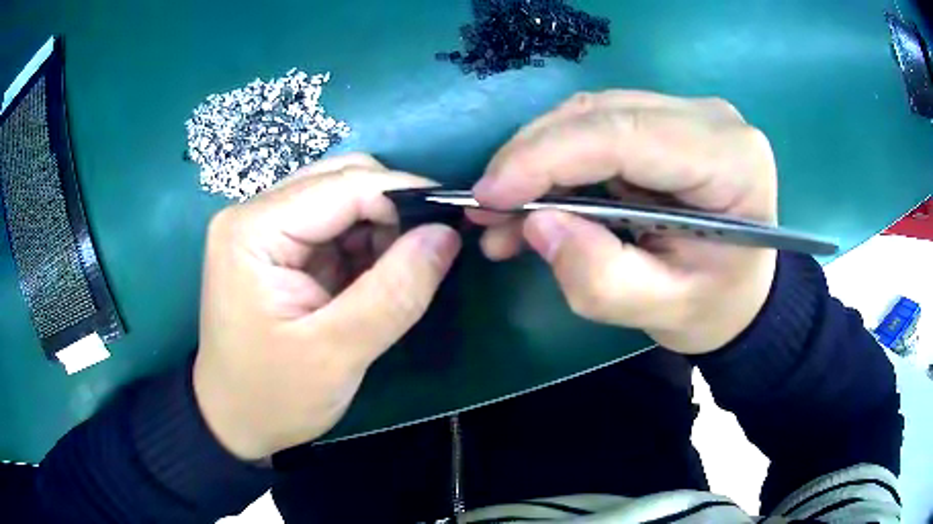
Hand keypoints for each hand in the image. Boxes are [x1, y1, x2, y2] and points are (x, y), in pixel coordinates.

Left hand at [194, 154, 461, 459]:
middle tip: (428, 252)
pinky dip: (365, 244)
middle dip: (393, 209)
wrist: (234, 420)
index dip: (404, 197)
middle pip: (341, 181)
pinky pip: (333, 226)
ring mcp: (264, 228)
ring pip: (341, 199)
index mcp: (253, 229)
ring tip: (401, 272)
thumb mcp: (337, 354)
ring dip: (381, 228)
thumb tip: (447, 235)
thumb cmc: (273, 396)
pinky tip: (376, 277)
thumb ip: (395, 292)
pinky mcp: (277, 248)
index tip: (453, 223)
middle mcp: (254, 214)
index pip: (343, 185)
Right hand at [469, 91, 777, 354]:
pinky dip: (557, 160)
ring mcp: (688, 114)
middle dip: (532, 156)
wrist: (742, 292)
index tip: (489, 195)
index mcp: (730, 161)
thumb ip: (602, 279)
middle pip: (601, 114)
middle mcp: (711, 119)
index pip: (625, 134)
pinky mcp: (666, 121)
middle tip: (485, 205)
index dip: (547, 157)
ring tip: (501, 210)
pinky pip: (597, 126)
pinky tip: (533, 199)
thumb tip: (537, 222)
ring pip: (591, 115)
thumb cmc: (715, 306)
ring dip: (538, 158)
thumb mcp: (663, 311)